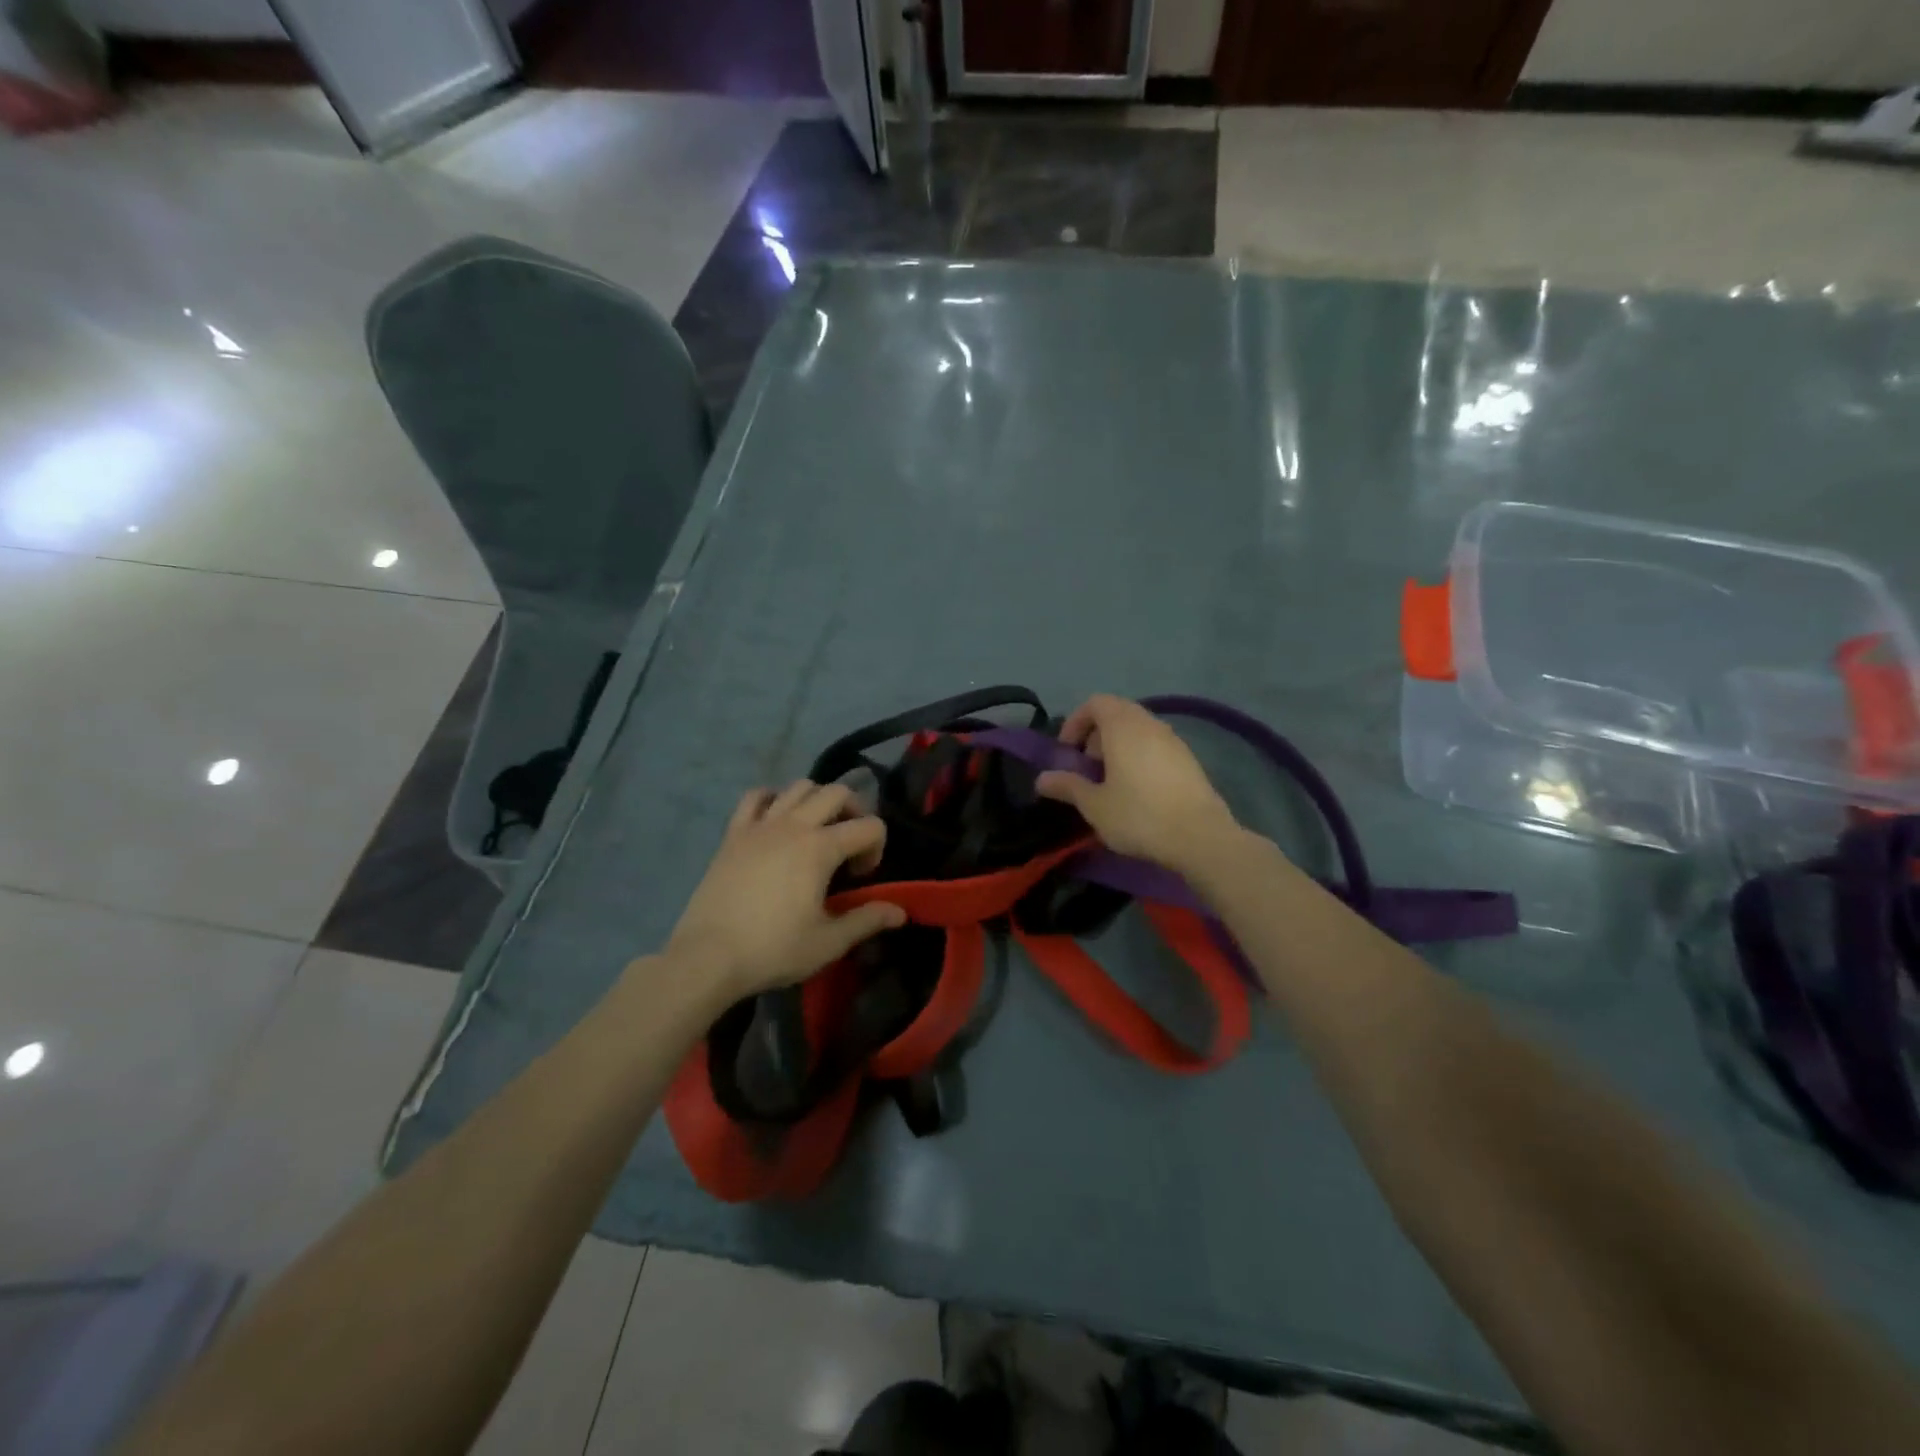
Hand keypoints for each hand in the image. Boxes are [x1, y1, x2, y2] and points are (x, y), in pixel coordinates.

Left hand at [666, 782, 905, 999]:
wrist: (708, 957)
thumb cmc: (773, 949)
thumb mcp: (828, 942)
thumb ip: (867, 920)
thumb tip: (900, 912)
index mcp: (821, 847)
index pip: (870, 825)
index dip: (877, 847)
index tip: (862, 878)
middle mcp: (794, 825)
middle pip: (837, 792)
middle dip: (854, 812)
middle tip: (850, 844)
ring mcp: (760, 825)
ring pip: (799, 786)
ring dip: (817, 800)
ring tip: (817, 830)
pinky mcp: (733, 833)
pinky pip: (755, 797)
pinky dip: (772, 799)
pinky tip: (776, 820)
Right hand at [1035, 694, 1241, 875]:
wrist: (1201, 838)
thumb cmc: (1139, 816)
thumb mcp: (1094, 805)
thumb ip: (1067, 786)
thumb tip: (1042, 779)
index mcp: (1123, 726)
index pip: (1095, 703)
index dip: (1076, 722)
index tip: (1067, 751)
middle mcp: (1150, 724)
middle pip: (1117, 713)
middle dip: (1096, 735)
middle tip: (1086, 767)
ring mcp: (1174, 740)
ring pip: (1138, 730)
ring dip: (1118, 746)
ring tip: (1110, 781)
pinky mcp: (1189, 760)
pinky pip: (1155, 746)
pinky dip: (1139, 756)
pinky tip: (1137, 791)